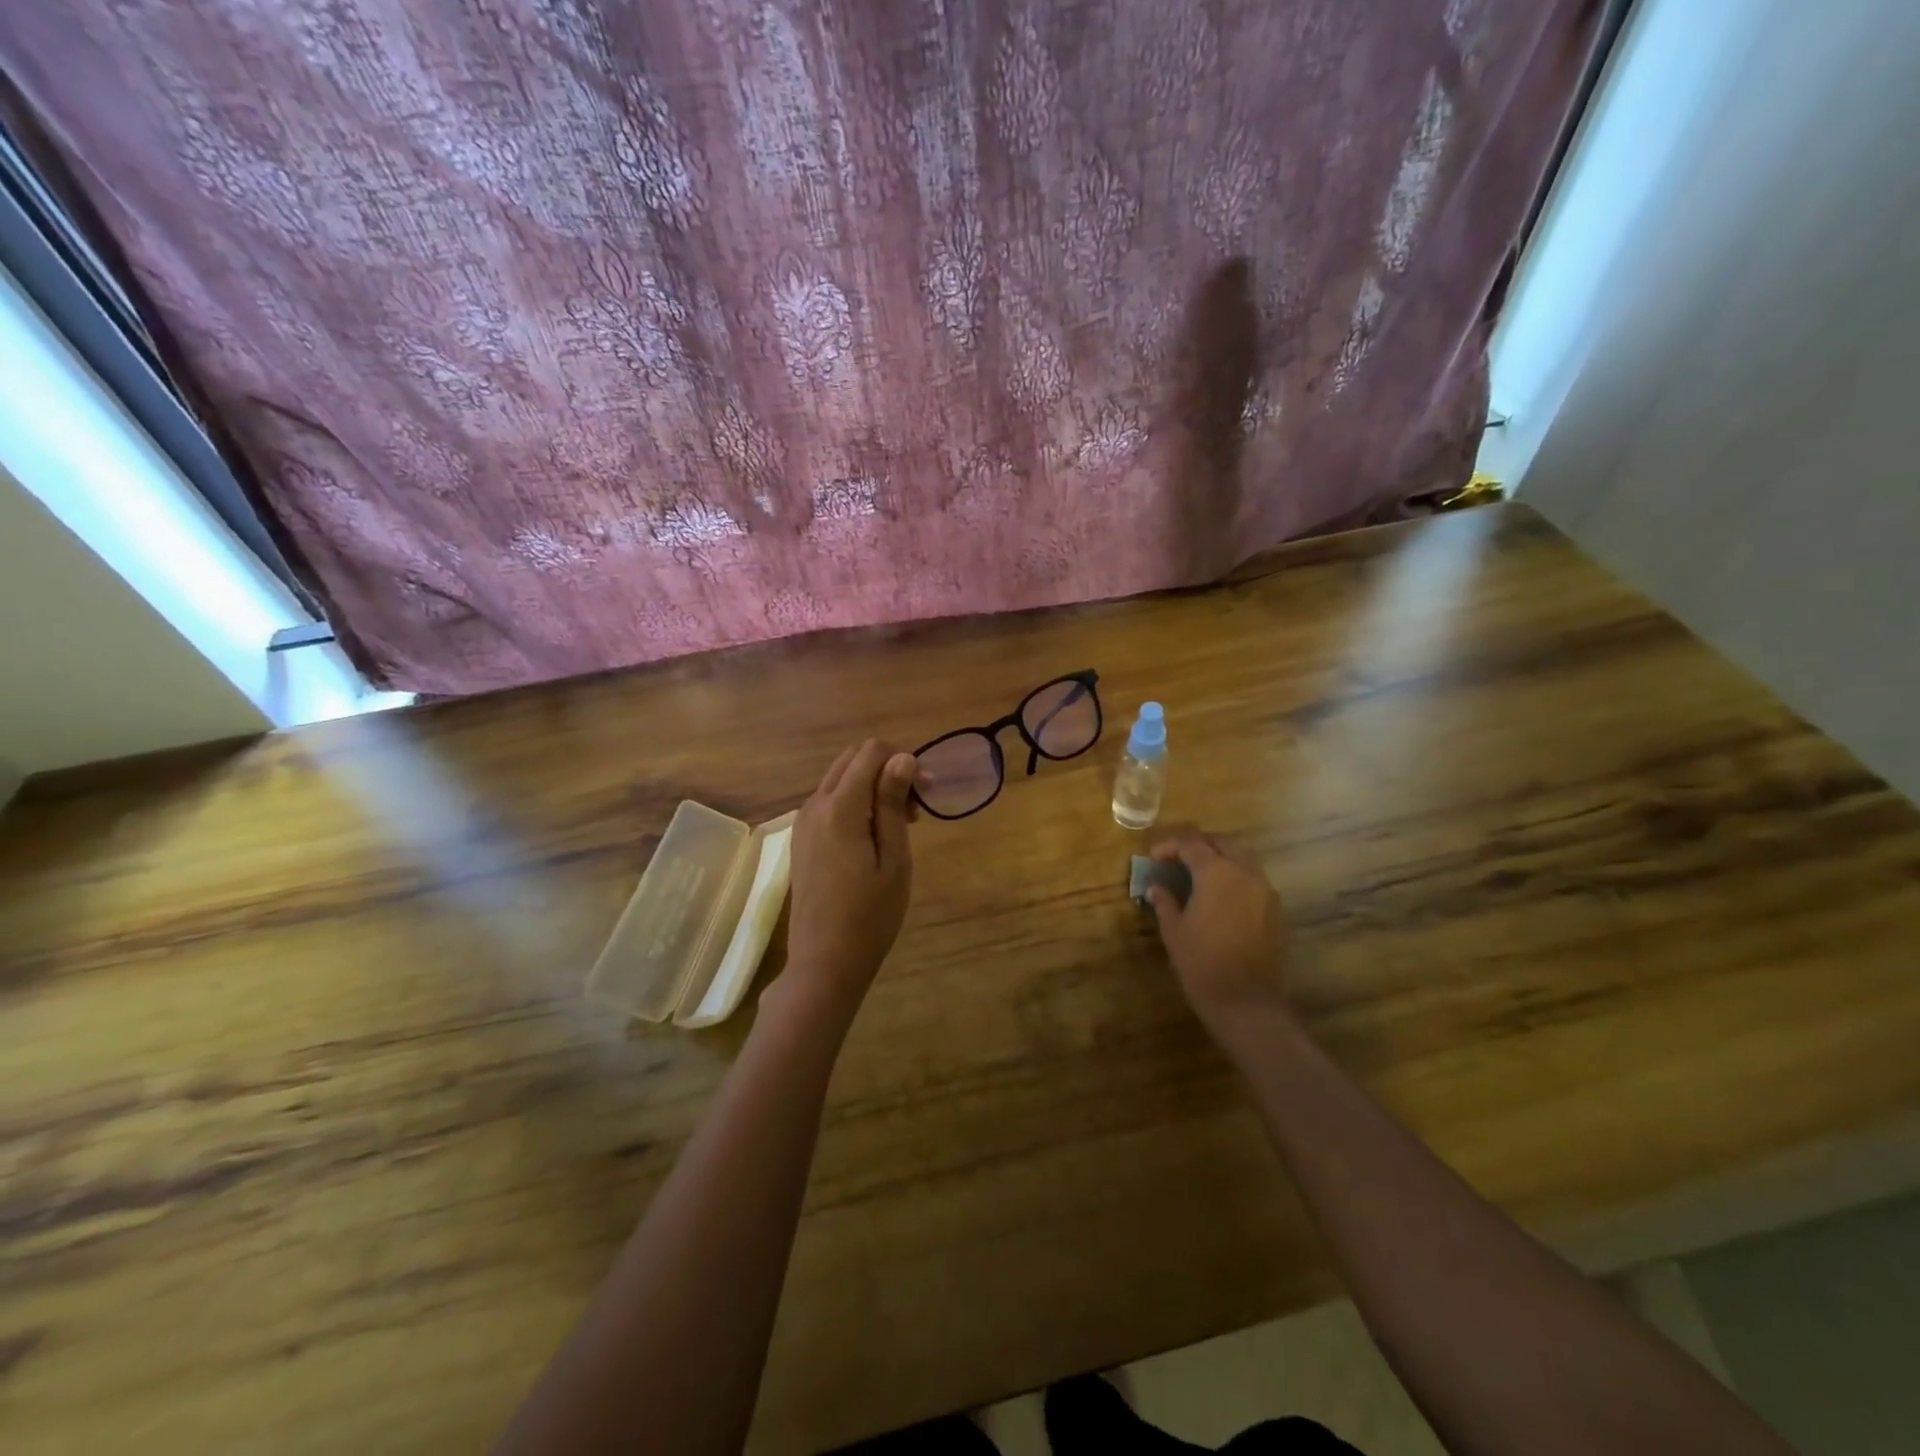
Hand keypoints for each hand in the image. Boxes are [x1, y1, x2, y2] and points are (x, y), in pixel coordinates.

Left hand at [777, 740, 917, 1024]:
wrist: (825, 962)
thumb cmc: (870, 915)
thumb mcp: (894, 859)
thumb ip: (893, 803)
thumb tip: (902, 757)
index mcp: (839, 807)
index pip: (871, 751)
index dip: (903, 761)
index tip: (926, 794)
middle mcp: (815, 805)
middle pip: (852, 758)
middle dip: (888, 769)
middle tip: (916, 807)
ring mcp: (803, 822)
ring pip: (840, 778)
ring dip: (872, 786)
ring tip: (900, 824)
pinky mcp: (802, 838)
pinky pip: (830, 801)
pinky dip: (855, 802)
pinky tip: (873, 836)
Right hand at [1147, 831, 1290, 1030]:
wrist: (1245, 1001)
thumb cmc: (1201, 962)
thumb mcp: (1174, 930)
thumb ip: (1165, 902)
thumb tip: (1157, 888)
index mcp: (1216, 872)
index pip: (1190, 844)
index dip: (1169, 846)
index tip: (1154, 857)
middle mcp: (1245, 872)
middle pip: (1221, 842)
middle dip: (1198, 844)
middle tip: (1177, 858)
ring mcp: (1265, 890)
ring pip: (1242, 858)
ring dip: (1219, 858)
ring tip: (1199, 874)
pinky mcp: (1275, 909)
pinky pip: (1253, 879)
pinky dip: (1235, 877)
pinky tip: (1220, 896)